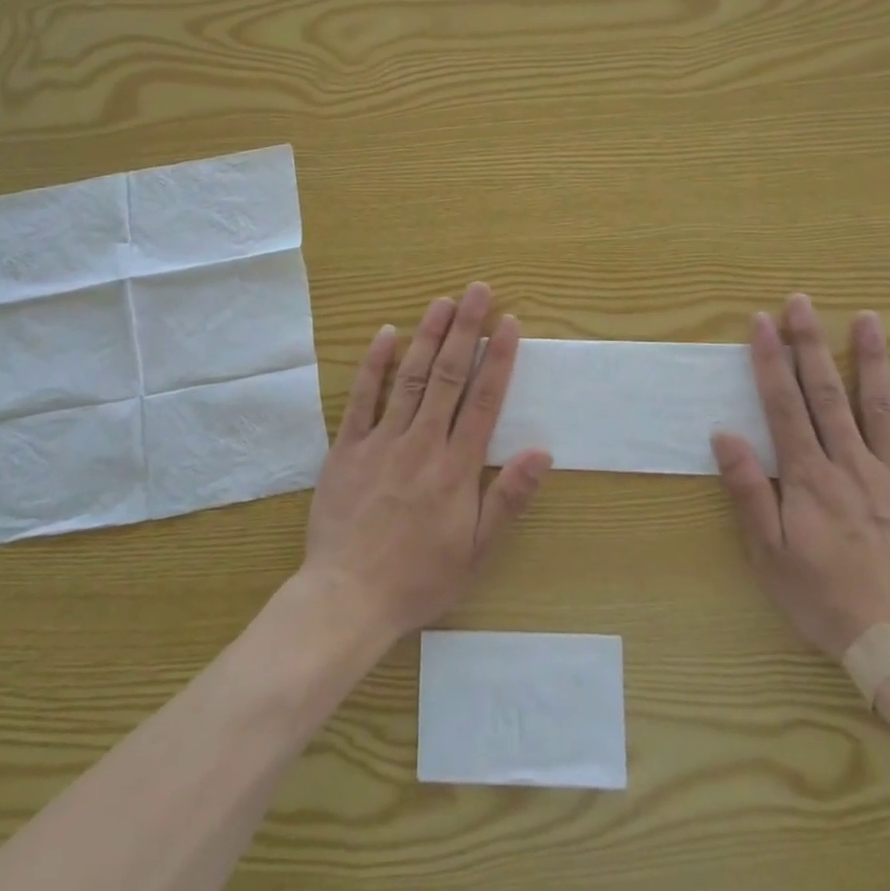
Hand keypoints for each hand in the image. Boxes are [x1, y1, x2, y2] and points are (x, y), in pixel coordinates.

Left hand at [302, 282, 552, 640]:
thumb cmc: (420, 579)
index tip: (509, 323)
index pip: (484, 400)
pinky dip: (374, 365)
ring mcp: (382, 442)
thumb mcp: (477, 552)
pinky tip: (384, 335)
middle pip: (450, 376)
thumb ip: (508, 499)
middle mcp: (422, 443)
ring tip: (443, 301)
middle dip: (466, 330)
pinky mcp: (346, 448)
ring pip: (410, 378)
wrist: (347, 599)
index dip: (499, 358)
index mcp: (456, 468)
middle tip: (478, 291)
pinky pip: (361, 399)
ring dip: (428, 336)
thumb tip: (543, 452)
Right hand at [711, 294, 889, 658]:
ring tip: (866, 317)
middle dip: (810, 343)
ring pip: (879, 405)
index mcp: (809, 477)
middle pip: (827, 393)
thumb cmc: (824, 599)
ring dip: (870, 358)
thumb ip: (749, 491)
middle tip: (801, 302)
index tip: (761, 323)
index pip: (783, 405)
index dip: (770, 361)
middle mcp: (851, 463)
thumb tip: (725, 435)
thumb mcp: (769, 554)